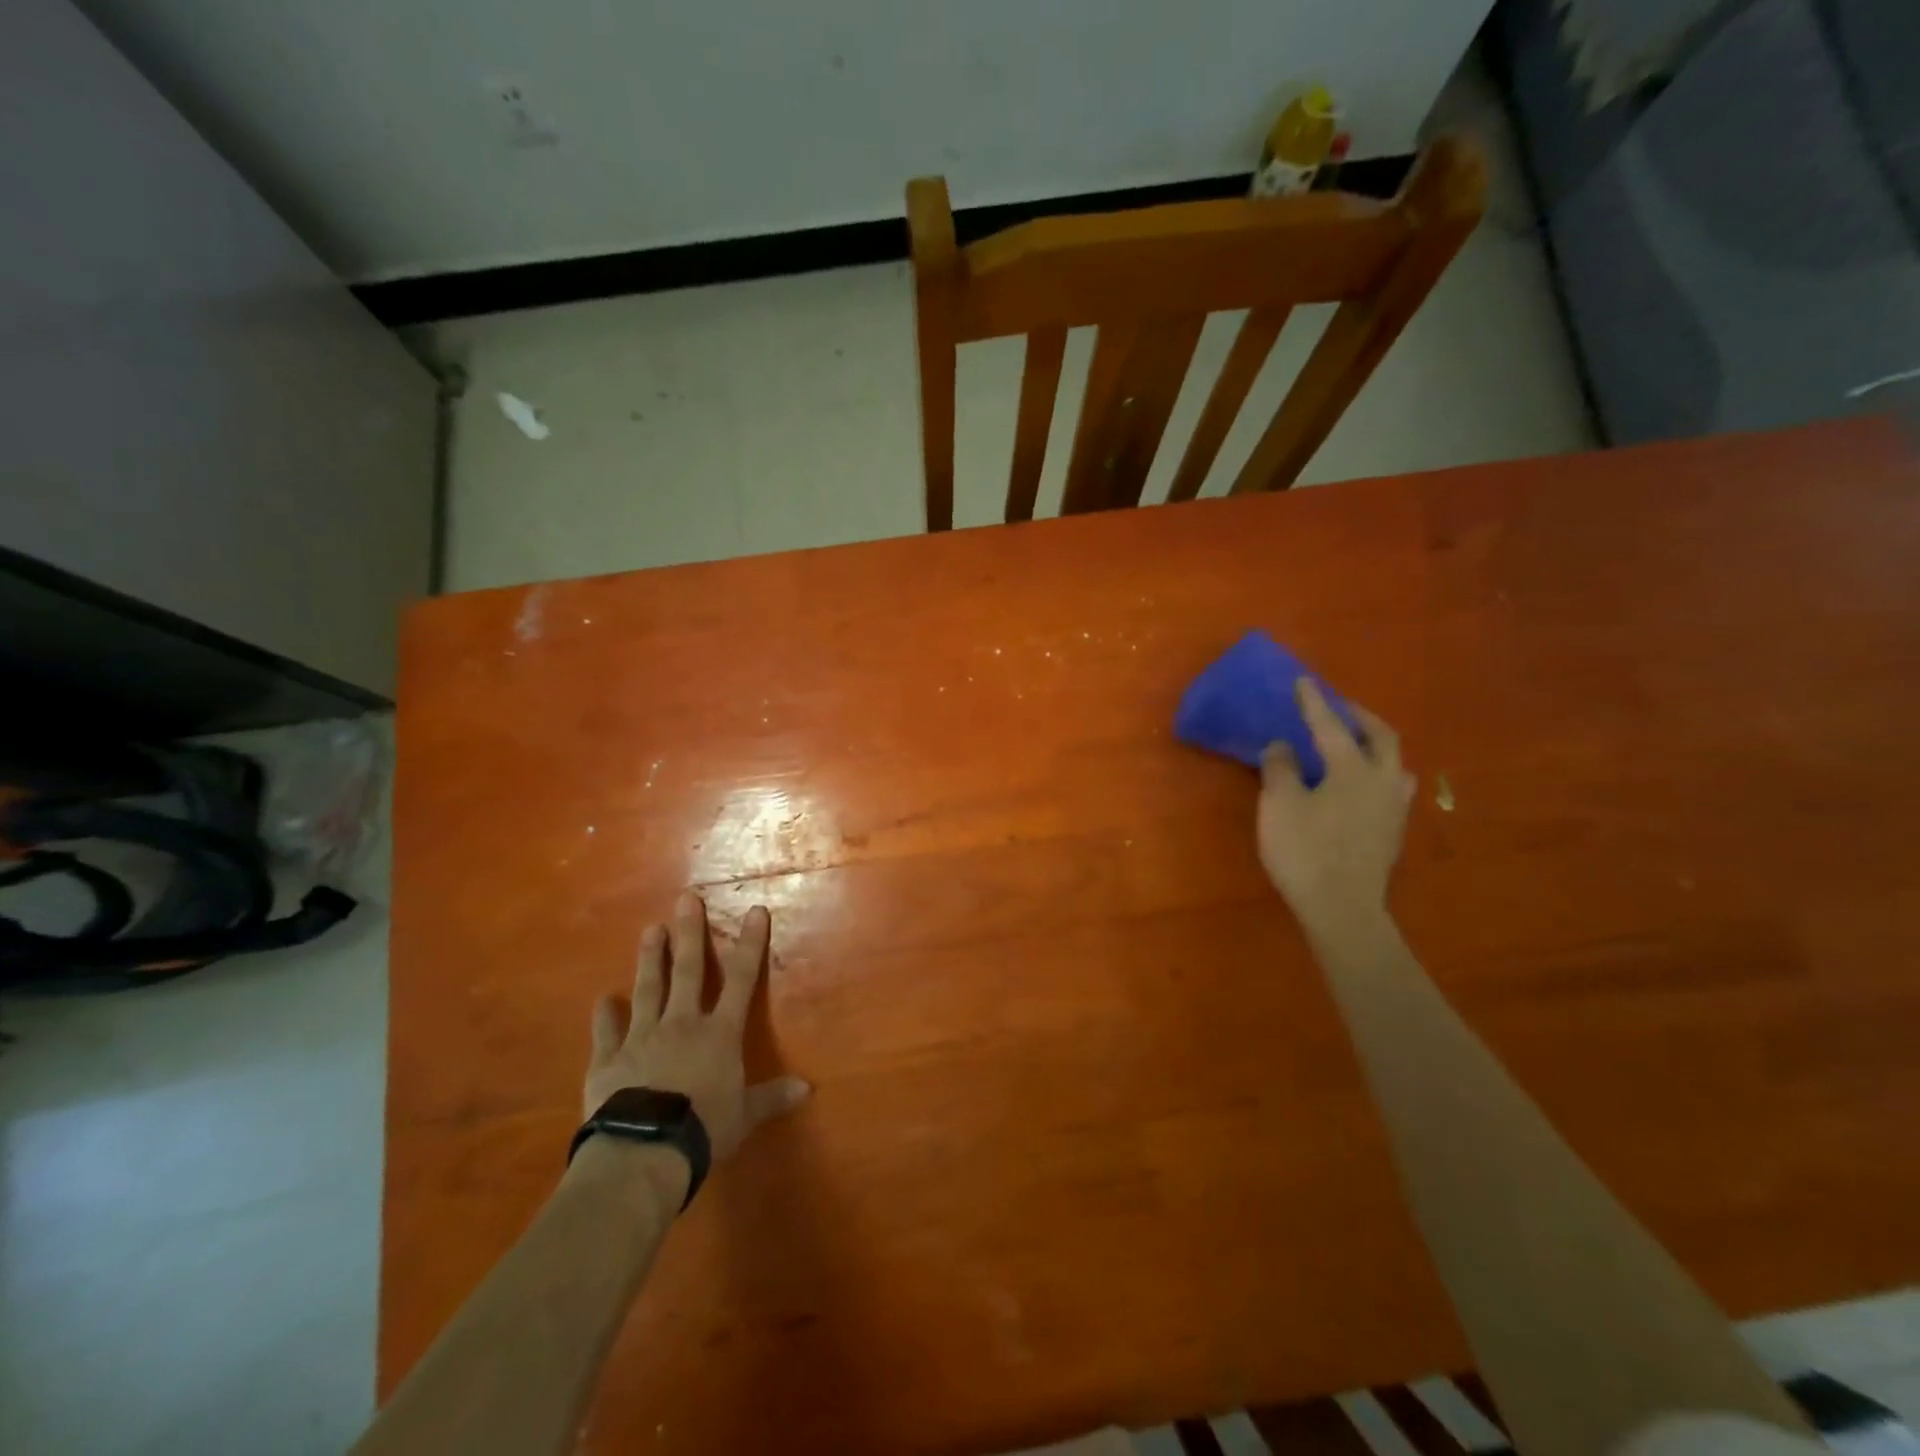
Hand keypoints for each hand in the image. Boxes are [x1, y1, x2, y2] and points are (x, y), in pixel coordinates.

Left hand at [586, 891, 809, 1161]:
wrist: (643, 1151)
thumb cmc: (704, 1129)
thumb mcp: (745, 1115)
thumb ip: (771, 1097)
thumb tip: (807, 1089)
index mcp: (719, 1033)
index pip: (740, 979)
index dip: (749, 944)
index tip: (755, 911)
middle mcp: (681, 1024)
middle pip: (688, 971)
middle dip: (690, 934)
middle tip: (685, 899)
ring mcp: (641, 1037)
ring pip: (648, 989)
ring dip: (650, 959)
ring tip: (651, 929)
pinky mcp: (608, 1060)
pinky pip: (606, 1032)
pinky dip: (605, 1016)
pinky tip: (602, 999)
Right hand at [1258, 681, 1414, 942]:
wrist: (1342, 908)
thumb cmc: (1305, 851)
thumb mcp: (1279, 805)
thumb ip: (1280, 768)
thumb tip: (1282, 746)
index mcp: (1353, 768)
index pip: (1330, 725)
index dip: (1313, 702)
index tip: (1304, 681)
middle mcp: (1382, 780)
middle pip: (1381, 736)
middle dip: (1358, 717)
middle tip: (1337, 708)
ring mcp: (1393, 808)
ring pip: (1393, 763)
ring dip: (1375, 746)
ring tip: (1355, 745)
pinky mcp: (1392, 832)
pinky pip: (1390, 787)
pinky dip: (1374, 773)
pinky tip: (1358, 785)